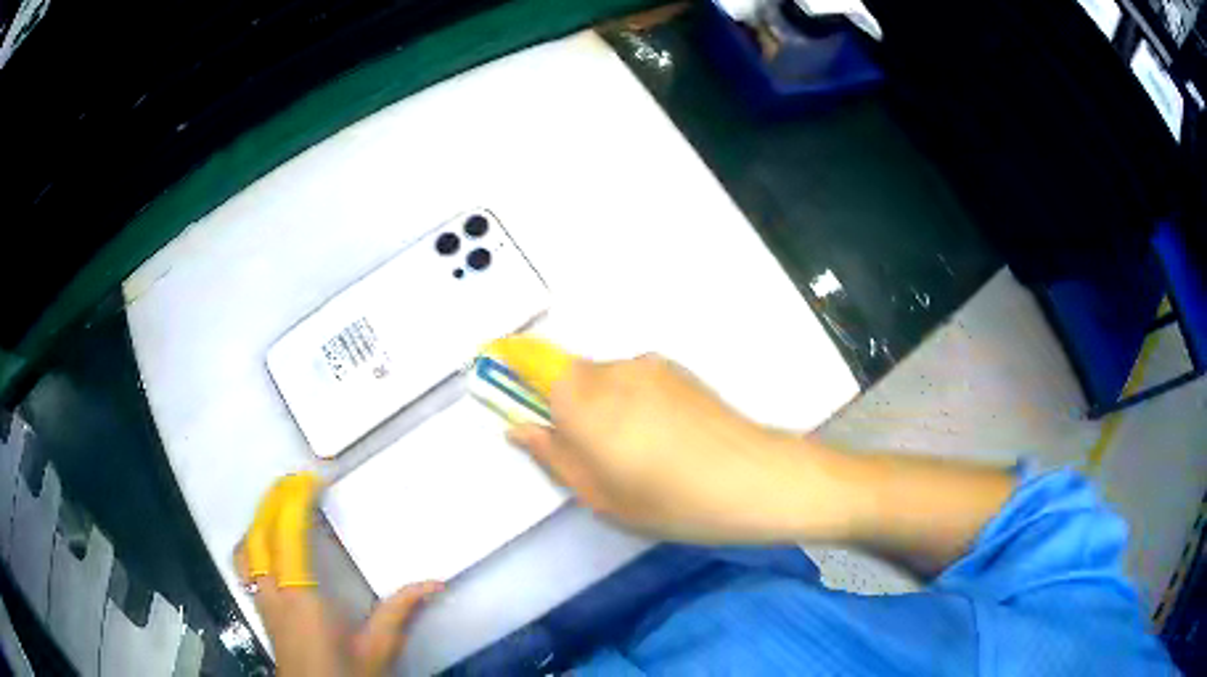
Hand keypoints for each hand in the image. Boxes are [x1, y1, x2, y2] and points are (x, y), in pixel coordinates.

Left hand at [234, 473, 442, 675]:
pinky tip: (266, 542)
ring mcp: (261, 599)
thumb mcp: (378, 649)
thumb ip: (400, 613)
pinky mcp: (259, 607)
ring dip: (260, 517)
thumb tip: (435, 582)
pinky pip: (245, 563)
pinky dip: (252, 541)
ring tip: (280, 504)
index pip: (288, 536)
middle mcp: (274, 591)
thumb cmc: (346, 675)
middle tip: (296, 480)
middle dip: (275, 500)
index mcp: (302, 598)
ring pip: (247, 546)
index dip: (294, 502)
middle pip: (261, 533)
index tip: (311, 481)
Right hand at [502, 340, 1014, 575]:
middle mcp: (613, 369)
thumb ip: (553, 455)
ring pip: (604, 379)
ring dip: (601, 408)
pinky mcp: (680, 372)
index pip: (531, 364)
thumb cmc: (672, 500)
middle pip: (569, 375)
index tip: (507, 386)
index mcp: (585, 398)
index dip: (513, 368)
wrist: (759, 480)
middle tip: (589, 456)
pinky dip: (630, 404)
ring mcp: (651, 366)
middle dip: (565, 407)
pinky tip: (662, 442)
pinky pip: (635, 381)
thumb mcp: (601, 495)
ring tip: (634, 456)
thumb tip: (518, 426)